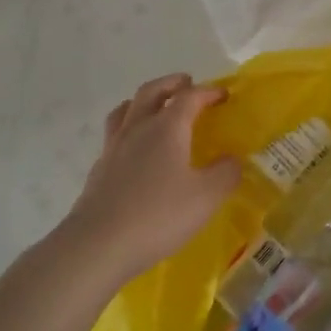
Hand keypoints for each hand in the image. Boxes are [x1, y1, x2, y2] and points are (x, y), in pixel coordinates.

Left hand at [62, 74, 241, 282]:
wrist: (97, 246)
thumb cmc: (158, 215)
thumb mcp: (206, 197)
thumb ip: (226, 173)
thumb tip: (233, 159)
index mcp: (167, 128)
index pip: (189, 97)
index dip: (208, 92)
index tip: (224, 94)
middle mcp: (138, 129)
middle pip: (151, 92)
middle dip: (171, 84)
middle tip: (186, 83)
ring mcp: (113, 148)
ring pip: (126, 110)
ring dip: (143, 101)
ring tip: (155, 107)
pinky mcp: (99, 170)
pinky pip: (115, 136)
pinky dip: (130, 130)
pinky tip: (137, 150)